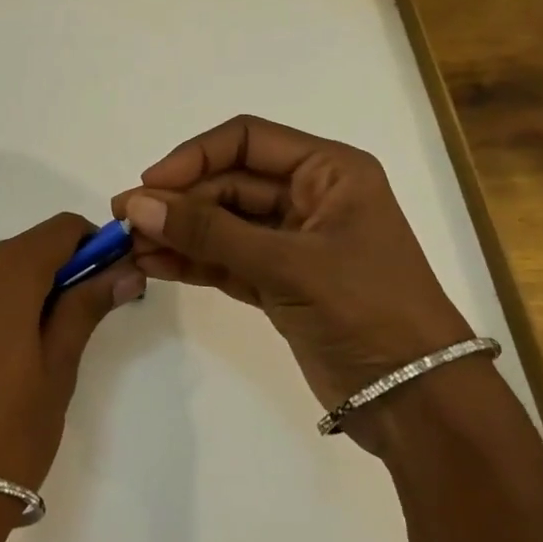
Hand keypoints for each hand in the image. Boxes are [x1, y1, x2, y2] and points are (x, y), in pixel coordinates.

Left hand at [0, 213, 144, 492]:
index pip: (59, 229)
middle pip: (15, 252)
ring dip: (3, 297)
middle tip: (63, 326)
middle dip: (46, 275)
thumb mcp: (58, 369)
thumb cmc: (10, 434)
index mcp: (4, 275)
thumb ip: (86, 306)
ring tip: (13, 355)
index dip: (89, 244)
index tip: (102, 278)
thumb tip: (124, 270)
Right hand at [113, 115, 472, 409]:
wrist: (417, 401)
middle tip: (125, 221)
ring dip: (178, 233)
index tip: (150, 184)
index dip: (193, 156)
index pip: (246, 140)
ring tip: (128, 246)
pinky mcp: (280, 281)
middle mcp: (309, 196)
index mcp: (328, 170)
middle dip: (178, 201)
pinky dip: (192, 261)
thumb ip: (209, 232)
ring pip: (222, 222)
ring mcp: (293, 241)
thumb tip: (138, 205)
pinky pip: (226, 258)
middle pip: (228, 182)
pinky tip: (153, 266)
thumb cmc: (366, 309)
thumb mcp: (286, 263)